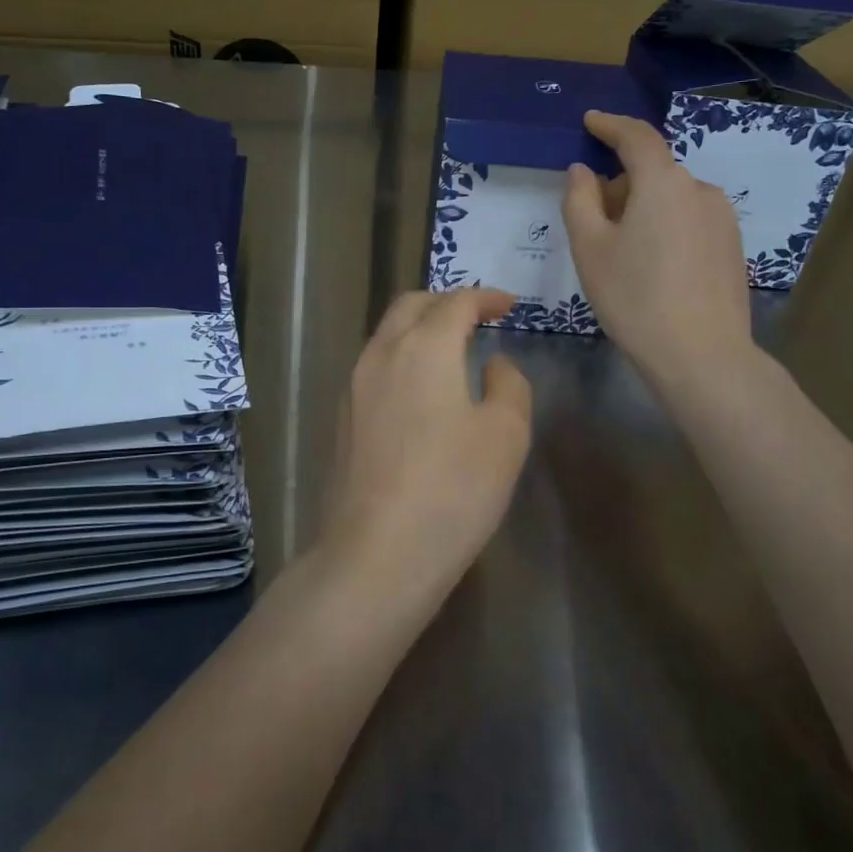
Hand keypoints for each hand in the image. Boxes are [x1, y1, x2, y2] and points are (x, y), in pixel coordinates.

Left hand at [316, 289, 532, 611]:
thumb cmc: (452, 490)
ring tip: (452, 349)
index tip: (510, 305)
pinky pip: (375, 365)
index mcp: (424, 346)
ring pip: (388, 334)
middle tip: (478, 317)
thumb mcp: (505, 435)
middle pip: (412, 305)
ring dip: (420, 328)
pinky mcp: (342, 417)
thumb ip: (508, 385)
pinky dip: (403, 357)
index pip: (457, 301)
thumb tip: (492, 364)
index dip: (486, 297)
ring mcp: (354, 385)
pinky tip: (421, 389)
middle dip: (446, 302)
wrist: (376, 554)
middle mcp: (382, 353)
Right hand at [562, 110, 757, 393]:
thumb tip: (583, 172)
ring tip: (624, 257)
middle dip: (620, 187)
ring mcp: (722, 218)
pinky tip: (654, 271)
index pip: (636, 137)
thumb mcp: (590, 248)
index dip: (610, 125)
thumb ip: (580, 200)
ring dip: (643, 210)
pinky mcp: (733, 246)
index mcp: (663, 182)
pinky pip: (690, 221)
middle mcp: (700, 189)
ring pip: (671, 199)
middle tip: (593, 227)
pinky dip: (666, 229)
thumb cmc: (634, 298)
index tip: (591, 121)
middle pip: (652, 173)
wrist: (702, 355)